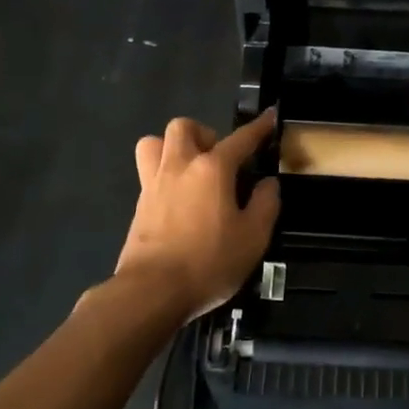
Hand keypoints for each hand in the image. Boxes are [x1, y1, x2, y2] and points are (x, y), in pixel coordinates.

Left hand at [116, 110, 280, 320]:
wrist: (151, 292)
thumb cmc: (208, 262)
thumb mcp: (253, 237)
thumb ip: (266, 204)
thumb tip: (267, 184)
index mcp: (212, 169)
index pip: (241, 139)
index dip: (259, 127)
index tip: (269, 117)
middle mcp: (180, 166)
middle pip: (184, 127)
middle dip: (204, 134)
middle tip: (219, 159)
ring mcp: (154, 184)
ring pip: (155, 143)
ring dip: (173, 148)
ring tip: (191, 171)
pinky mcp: (139, 206)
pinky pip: (149, 174)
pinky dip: (164, 176)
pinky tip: (179, 200)